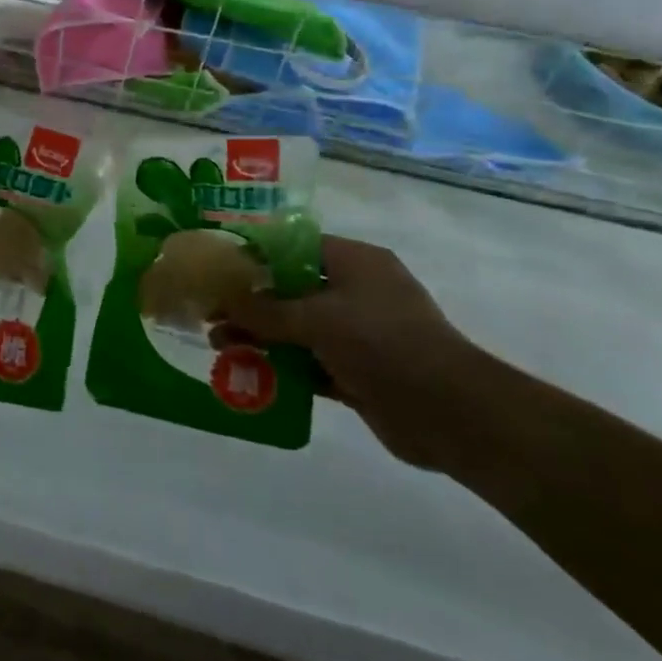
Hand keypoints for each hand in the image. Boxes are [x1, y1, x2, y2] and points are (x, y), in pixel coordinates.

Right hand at [222, 236, 487, 471]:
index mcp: (353, 262)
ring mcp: (357, 333)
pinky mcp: (357, 371)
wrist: (452, 414)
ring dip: (260, 336)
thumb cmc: (384, 344)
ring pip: (296, 328)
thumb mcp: (318, 319)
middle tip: (209, 313)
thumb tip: (222, 298)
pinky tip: (247, 374)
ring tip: (219, 346)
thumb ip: (266, 310)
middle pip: (290, 288)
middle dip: (249, 302)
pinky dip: (281, 367)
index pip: (293, 246)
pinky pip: (309, 362)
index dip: (254, 255)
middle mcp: (355, 291)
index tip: (217, 268)